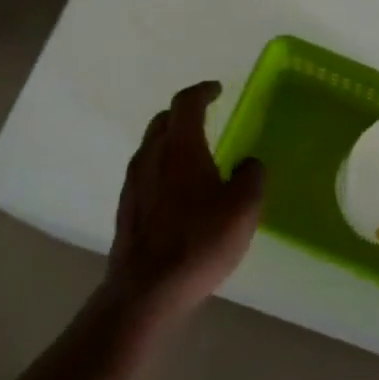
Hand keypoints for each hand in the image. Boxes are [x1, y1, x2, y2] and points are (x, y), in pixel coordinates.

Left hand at [105, 82, 265, 323]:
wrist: (146, 290)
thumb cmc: (199, 242)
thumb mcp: (243, 208)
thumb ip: (251, 177)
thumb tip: (248, 164)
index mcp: (180, 147)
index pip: (187, 103)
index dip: (203, 91)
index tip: (217, 89)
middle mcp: (151, 156)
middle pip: (164, 121)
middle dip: (184, 113)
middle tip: (205, 117)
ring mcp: (134, 183)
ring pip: (152, 146)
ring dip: (172, 141)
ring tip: (195, 155)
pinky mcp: (127, 208)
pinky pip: (147, 172)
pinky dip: (164, 167)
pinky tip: (179, 190)